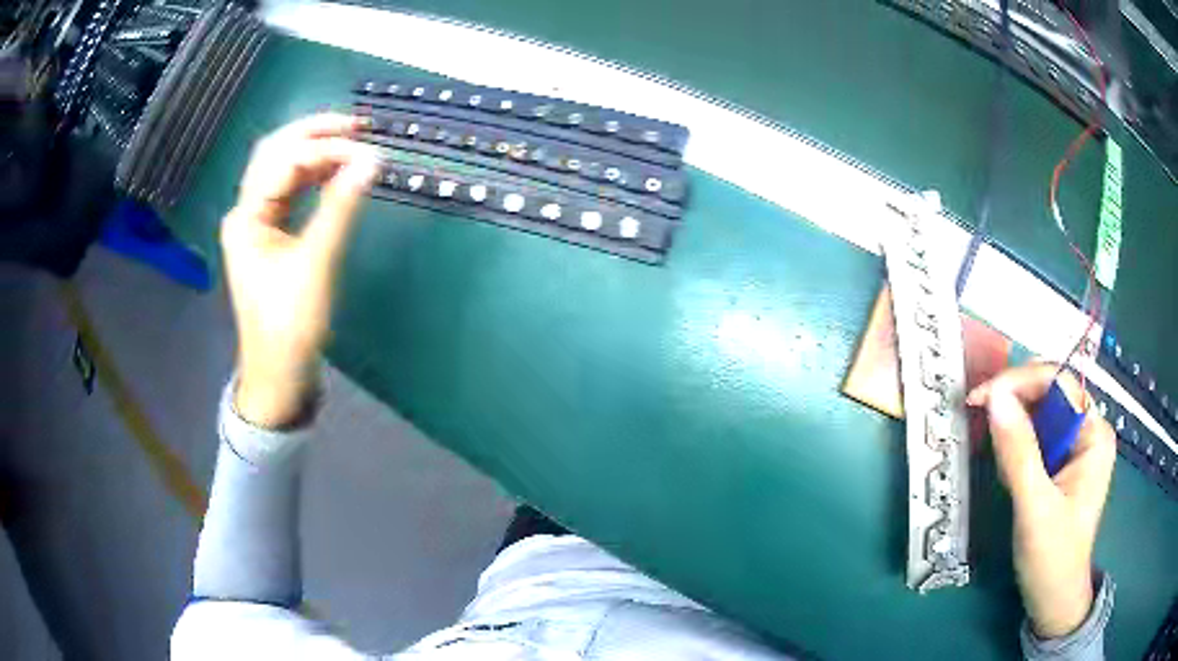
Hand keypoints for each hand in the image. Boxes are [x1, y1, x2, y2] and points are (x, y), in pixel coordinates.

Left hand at [221, 113, 380, 427]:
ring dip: (314, 153)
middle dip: (315, 135)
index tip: (368, 151)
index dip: (326, 149)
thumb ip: (340, 208)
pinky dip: (312, 176)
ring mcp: (254, 222)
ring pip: (281, 169)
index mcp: (246, 217)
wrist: (277, 372)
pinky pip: (288, 191)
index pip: (285, 161)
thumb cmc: (290, 324)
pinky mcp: (267, 234)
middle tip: (358, 127)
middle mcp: (245, 212)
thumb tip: (371, 161)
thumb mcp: (316, 264)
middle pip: (275, 153)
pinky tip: (335, 172)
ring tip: (352, 145)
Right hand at [967, 363, 1115, 638]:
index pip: (1059, 383)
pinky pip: (1036, 439)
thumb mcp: (1034, 507)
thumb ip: (1017, 453)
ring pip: (1040, 416)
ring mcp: (1075, 449)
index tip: (982, 398)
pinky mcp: (1061, 466)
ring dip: (1012, 426)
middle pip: (1050, 395)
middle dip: (1014, 403)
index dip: (1020, 382)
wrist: (1053, 601)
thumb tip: (993, 398)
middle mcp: (1088, 432)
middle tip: (979, 416)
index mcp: (1094, 434)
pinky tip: (1005, 468)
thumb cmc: (1052, 558)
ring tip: (993, 453)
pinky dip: (1015, 446)